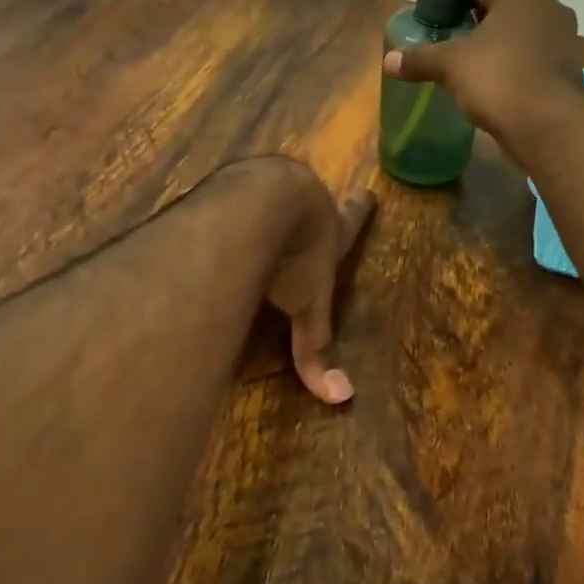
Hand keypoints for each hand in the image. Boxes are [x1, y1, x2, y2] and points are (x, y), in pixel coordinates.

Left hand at [248, 160, 375, 404]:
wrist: (259, 202)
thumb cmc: (294, 254)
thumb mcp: (306, 305)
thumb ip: (314, 348)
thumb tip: (340, 397)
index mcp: (329, 229)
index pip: (351, 222)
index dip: (360, 210)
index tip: (368, 192)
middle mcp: (301, 202)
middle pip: (311, 201)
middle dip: (310, 205)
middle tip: (310, 201)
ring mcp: (266, 185)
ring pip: (271, 190)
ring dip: (269, 199)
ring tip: (261, 206)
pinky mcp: (232, 185)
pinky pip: (233, 193)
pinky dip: (229, 202)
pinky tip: (215, 209)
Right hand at [380, 0, 582, 152]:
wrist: (548, 123)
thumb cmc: (498, 77)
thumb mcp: (450, 65)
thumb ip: (420, 58)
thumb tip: (388, 61)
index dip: (453, 4)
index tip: (436, 26)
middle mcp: (547, 4)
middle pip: (500, 9)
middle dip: (475, 26)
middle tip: (449, 48)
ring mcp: (564, 36)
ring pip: (519, 35)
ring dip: (497, 48)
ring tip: (470, 71)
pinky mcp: (569, 67)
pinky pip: (533, 59)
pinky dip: (515, 68)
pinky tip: (496, 88)